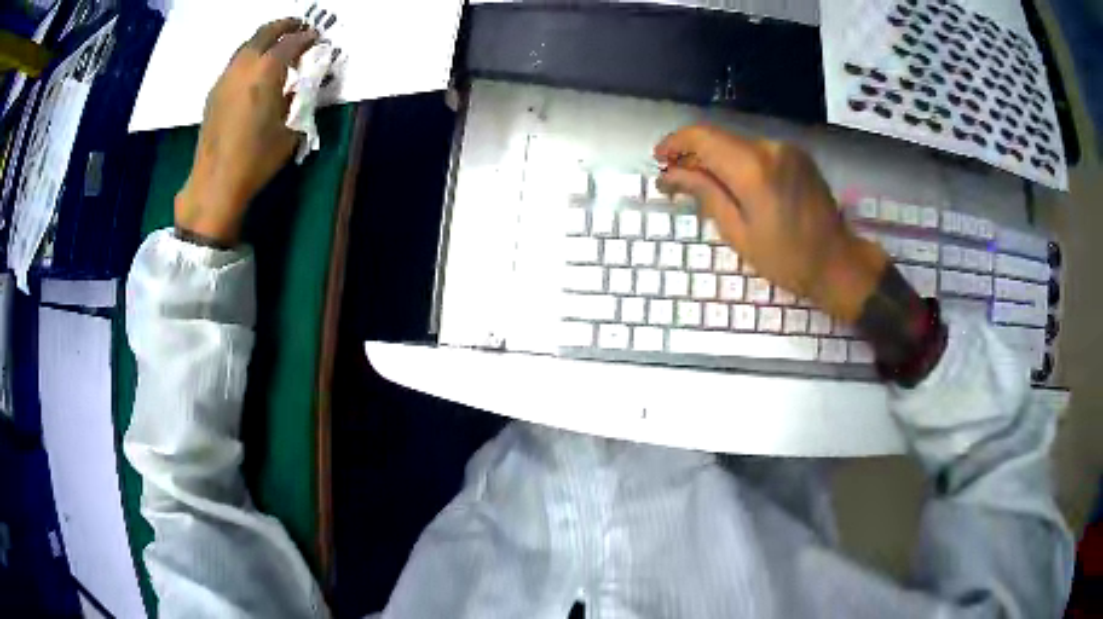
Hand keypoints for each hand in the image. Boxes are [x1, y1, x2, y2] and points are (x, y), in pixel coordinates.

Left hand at [175, 19, 318, 245]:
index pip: (291, 42)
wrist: (215, 182)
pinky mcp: (214, 91)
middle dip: (286, 26)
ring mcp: (226, 77)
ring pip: (247, 44)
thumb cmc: (256, 159)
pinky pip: (236, 61)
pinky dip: (250, 55)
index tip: (318, 39)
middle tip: (300, 28)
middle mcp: (244, 66)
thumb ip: (296, 100)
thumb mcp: (289, 131)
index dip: (307, 37)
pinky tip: (257, 69)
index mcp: (266, 71)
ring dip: (266, 39)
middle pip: (266, 32)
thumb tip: (300, 85)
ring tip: (279, 45)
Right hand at [654, 125, 888, 322]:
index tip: (659, 160)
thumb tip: (670, 174)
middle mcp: (770, 147)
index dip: (675, 143)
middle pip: (718, 137)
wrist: (838, 263)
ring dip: (715, 157)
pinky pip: (757, 149)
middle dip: (692, 152)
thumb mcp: (738, 233)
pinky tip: (732, 182)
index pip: (701, 137)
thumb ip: (704, 194)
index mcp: (753, 168)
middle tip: (675, 177)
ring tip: (701, 183)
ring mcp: (786, 149)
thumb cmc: (786, 259)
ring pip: (736, 142)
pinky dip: (738, 160)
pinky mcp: (797, 155)